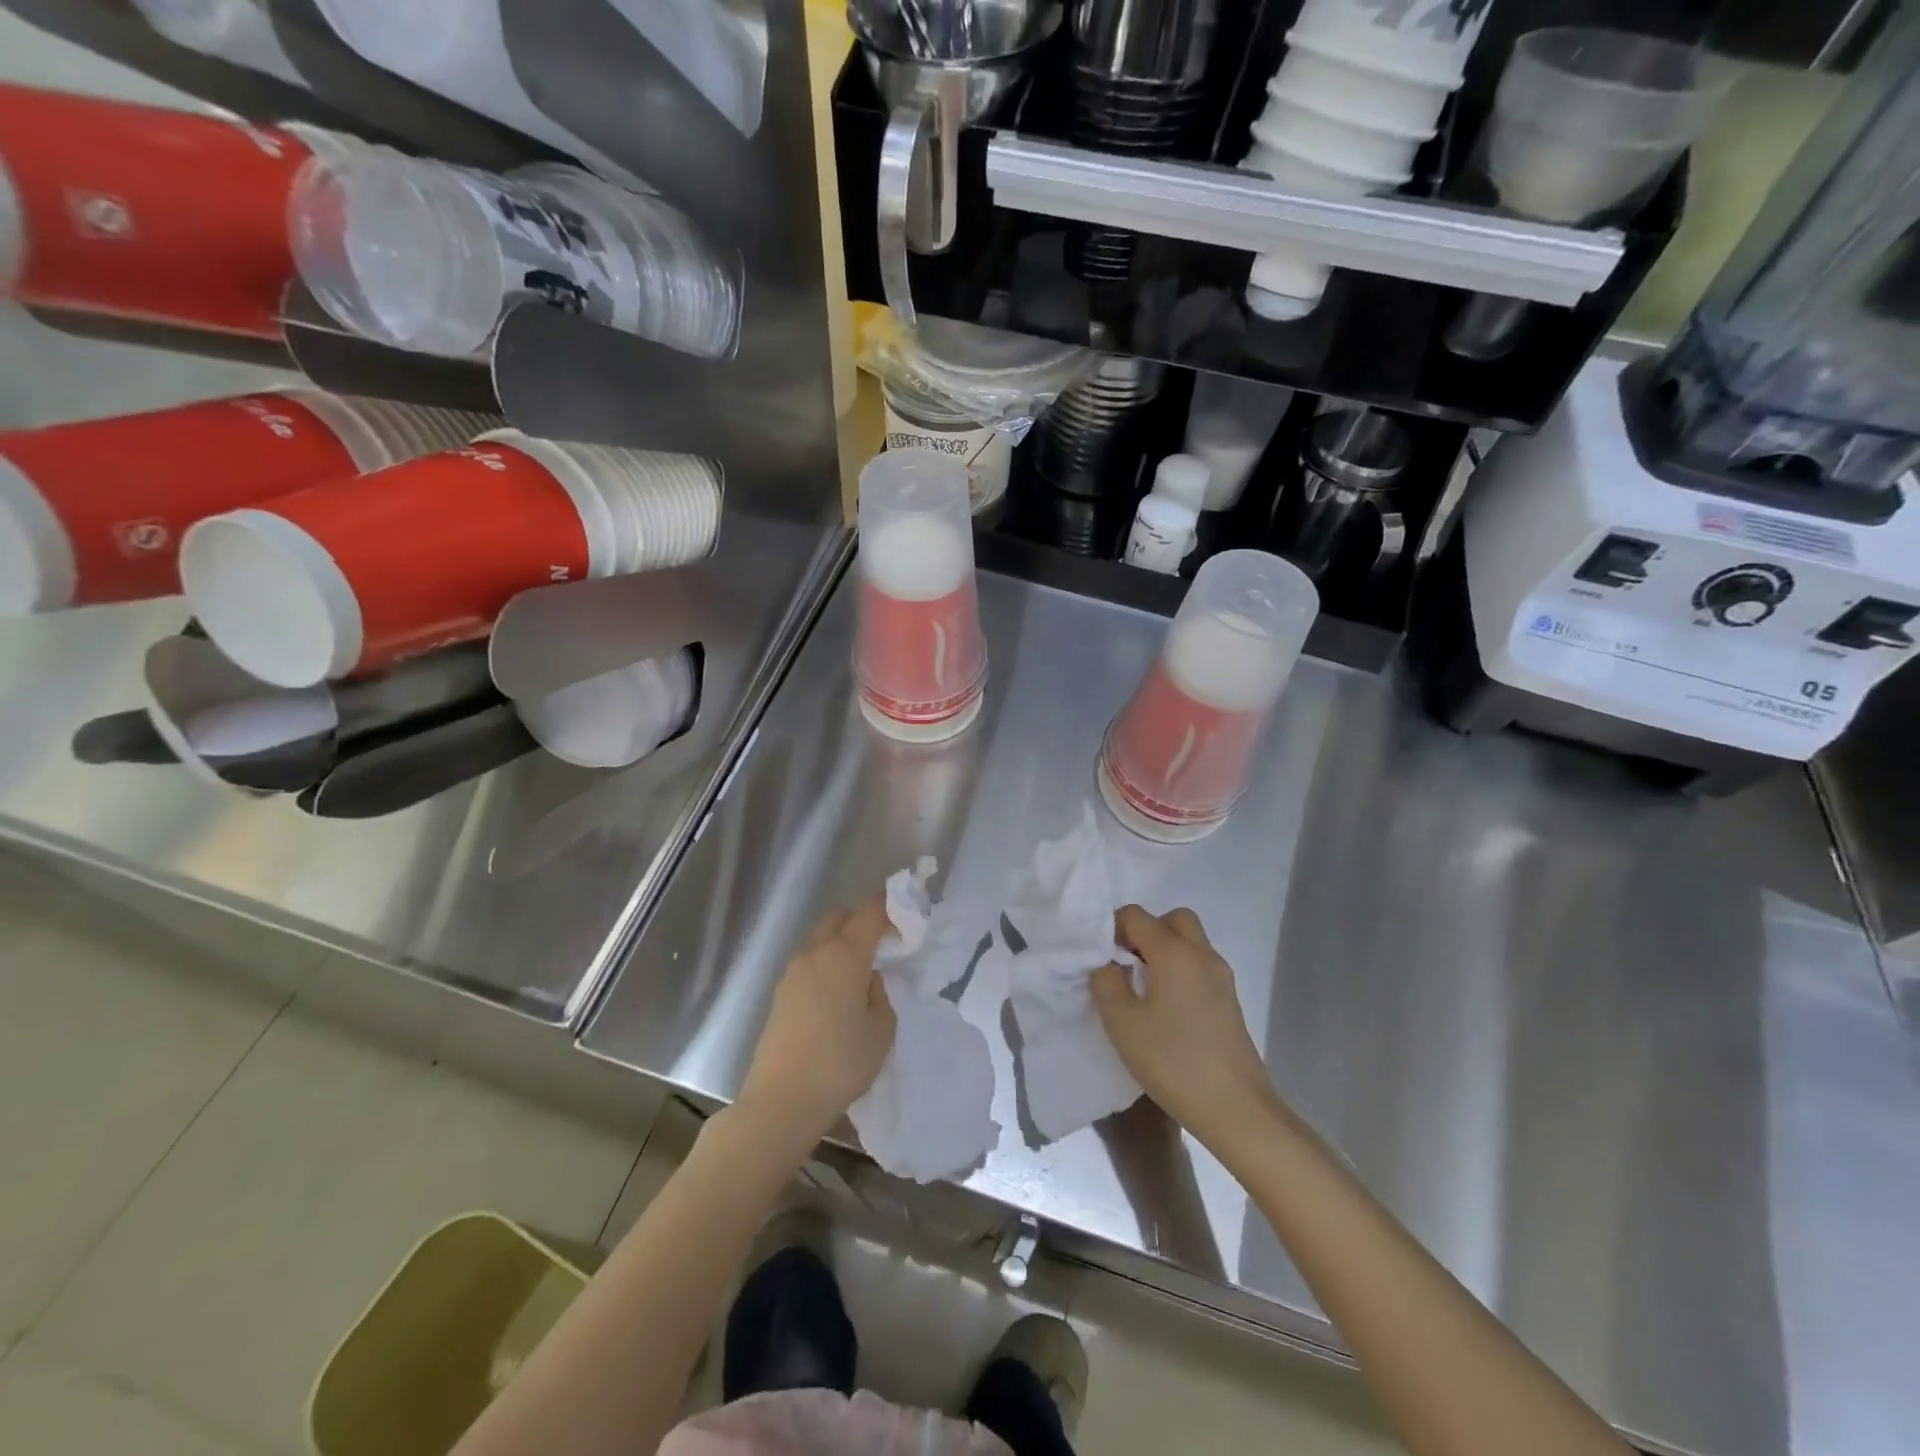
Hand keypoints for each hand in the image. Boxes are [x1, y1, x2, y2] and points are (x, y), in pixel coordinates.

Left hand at [737, 896, 896, 1154]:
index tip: (906, 913)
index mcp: (844, 954)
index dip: (889, 904)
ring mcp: (792, 973)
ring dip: (841, 945)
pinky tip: (838, 997)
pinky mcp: (780, 995)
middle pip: (839, 917)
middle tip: (883, 944)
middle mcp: (815, 953)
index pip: (869, 911)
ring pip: (821, 940)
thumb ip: (879, 994)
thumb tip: (866, 980)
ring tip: (861, 975)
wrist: (781, 1101)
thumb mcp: (881, 1030)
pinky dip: (826, 966)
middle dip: (861, 920)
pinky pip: (809, 964)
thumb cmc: (840, 1063)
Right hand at [1092, 905, 1281, 1153]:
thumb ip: (1106, 983)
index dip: (1112, 928)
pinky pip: (1200, 966)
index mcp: (1174, 951)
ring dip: (1165, 951)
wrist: (1236, 1108)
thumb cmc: (1172, 1061)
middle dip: (1146, 931)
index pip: (1136, 915)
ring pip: (1190, 942)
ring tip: (1143, 989)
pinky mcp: (1230, 1001)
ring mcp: (1221, 977)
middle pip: (1173, 919)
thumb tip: (1108, 965)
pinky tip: (1166, 1009)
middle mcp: (1201, 954)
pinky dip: (1180, 970)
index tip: (1101, 958)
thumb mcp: (1122, 1023)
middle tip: (1127, 963)